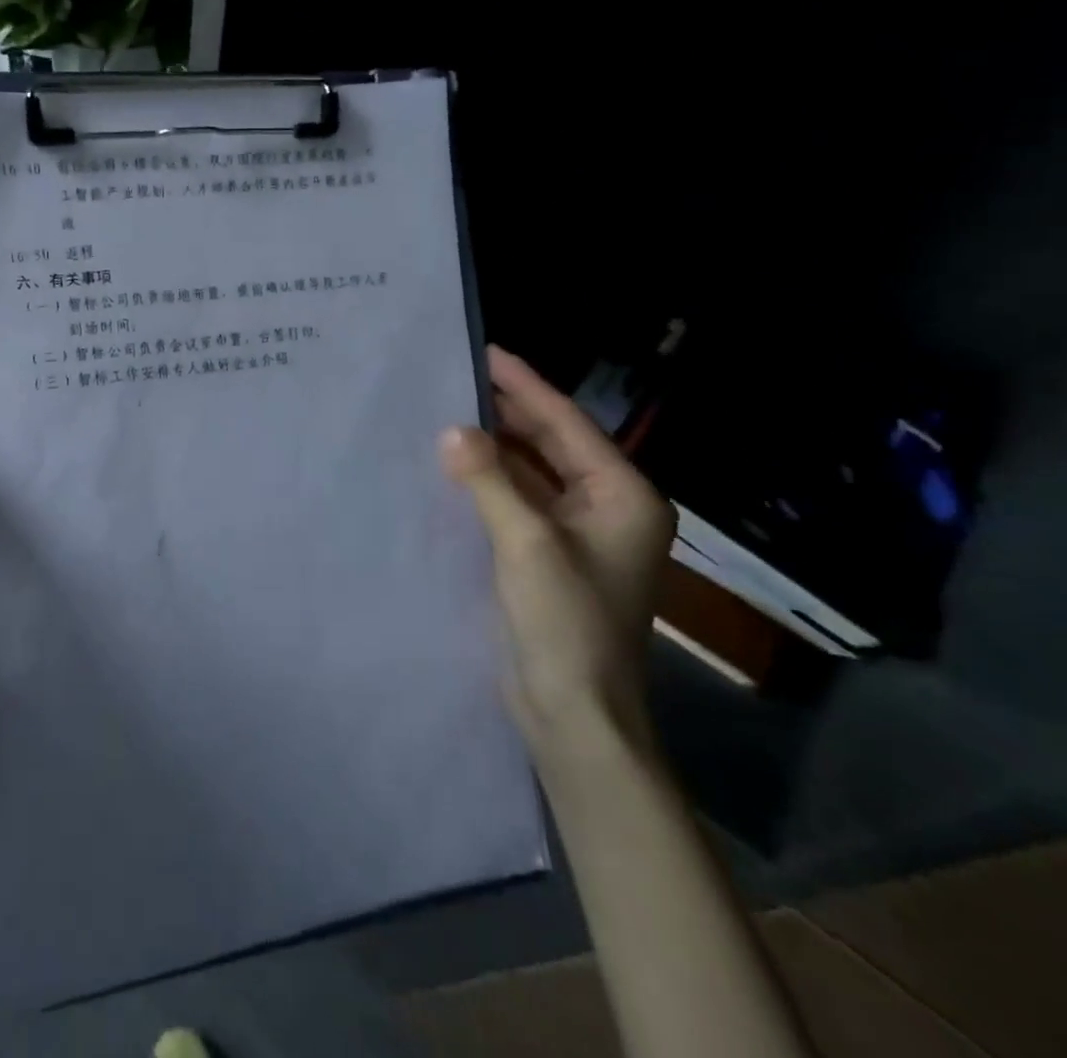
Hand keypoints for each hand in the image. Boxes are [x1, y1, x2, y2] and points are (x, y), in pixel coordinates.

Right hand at [440, 347, 674, 760]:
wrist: (574, 713)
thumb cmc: (566, 624)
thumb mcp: (527, 544)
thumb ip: (489, 481)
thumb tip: (453, 431)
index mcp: (622, 496)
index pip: (566, 424)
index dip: (524, 386)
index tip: (484, 352)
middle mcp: (605, 506)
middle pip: (549, 443)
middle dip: (505, 412)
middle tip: (454, 378)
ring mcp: (576, 533)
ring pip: (530, 472)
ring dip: (492, 447)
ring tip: (444, 412)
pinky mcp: (546, 555)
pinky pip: (515, 501)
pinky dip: (487, 481)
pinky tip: (451, 465)